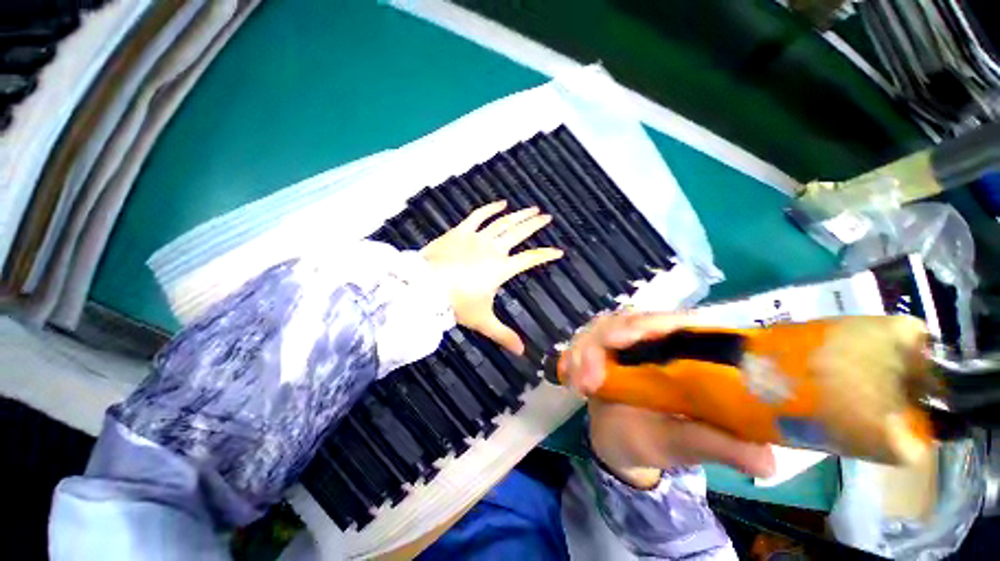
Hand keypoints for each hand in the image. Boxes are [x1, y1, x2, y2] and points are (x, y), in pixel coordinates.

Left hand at [420, 200, 562, 354]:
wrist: (425, 288)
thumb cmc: (457, 304)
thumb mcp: (483, 321)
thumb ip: (503, 335)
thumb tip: (522, 352)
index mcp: (501, 269)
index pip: (530, 259)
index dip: (545, 255)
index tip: (559, 251)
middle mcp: (493, 249)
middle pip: (519, 233)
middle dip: (535, 225)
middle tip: (547, 217)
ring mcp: (477, 238)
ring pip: (503, 222)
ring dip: (518, 214)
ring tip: (532, 208)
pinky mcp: (460, 231)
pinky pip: (478, 216)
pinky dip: (490, 208)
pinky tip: (501, 202)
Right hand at [561, 312, 775, 487]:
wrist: (619, 440)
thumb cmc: (658, 441)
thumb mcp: (686, 445)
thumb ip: (718, 447)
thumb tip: (767, 460)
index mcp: (683, 353)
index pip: (675, 321)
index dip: (652, 323)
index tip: (625, 339)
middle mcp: (652, 340)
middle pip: (629, 318)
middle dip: (605, 339)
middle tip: (591, 374)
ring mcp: (622, 342)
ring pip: (600, 327)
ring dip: (584, 350)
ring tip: (580, 384)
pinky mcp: (599, 349)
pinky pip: (581, 341)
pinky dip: (572, 356)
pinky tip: (568, 377)